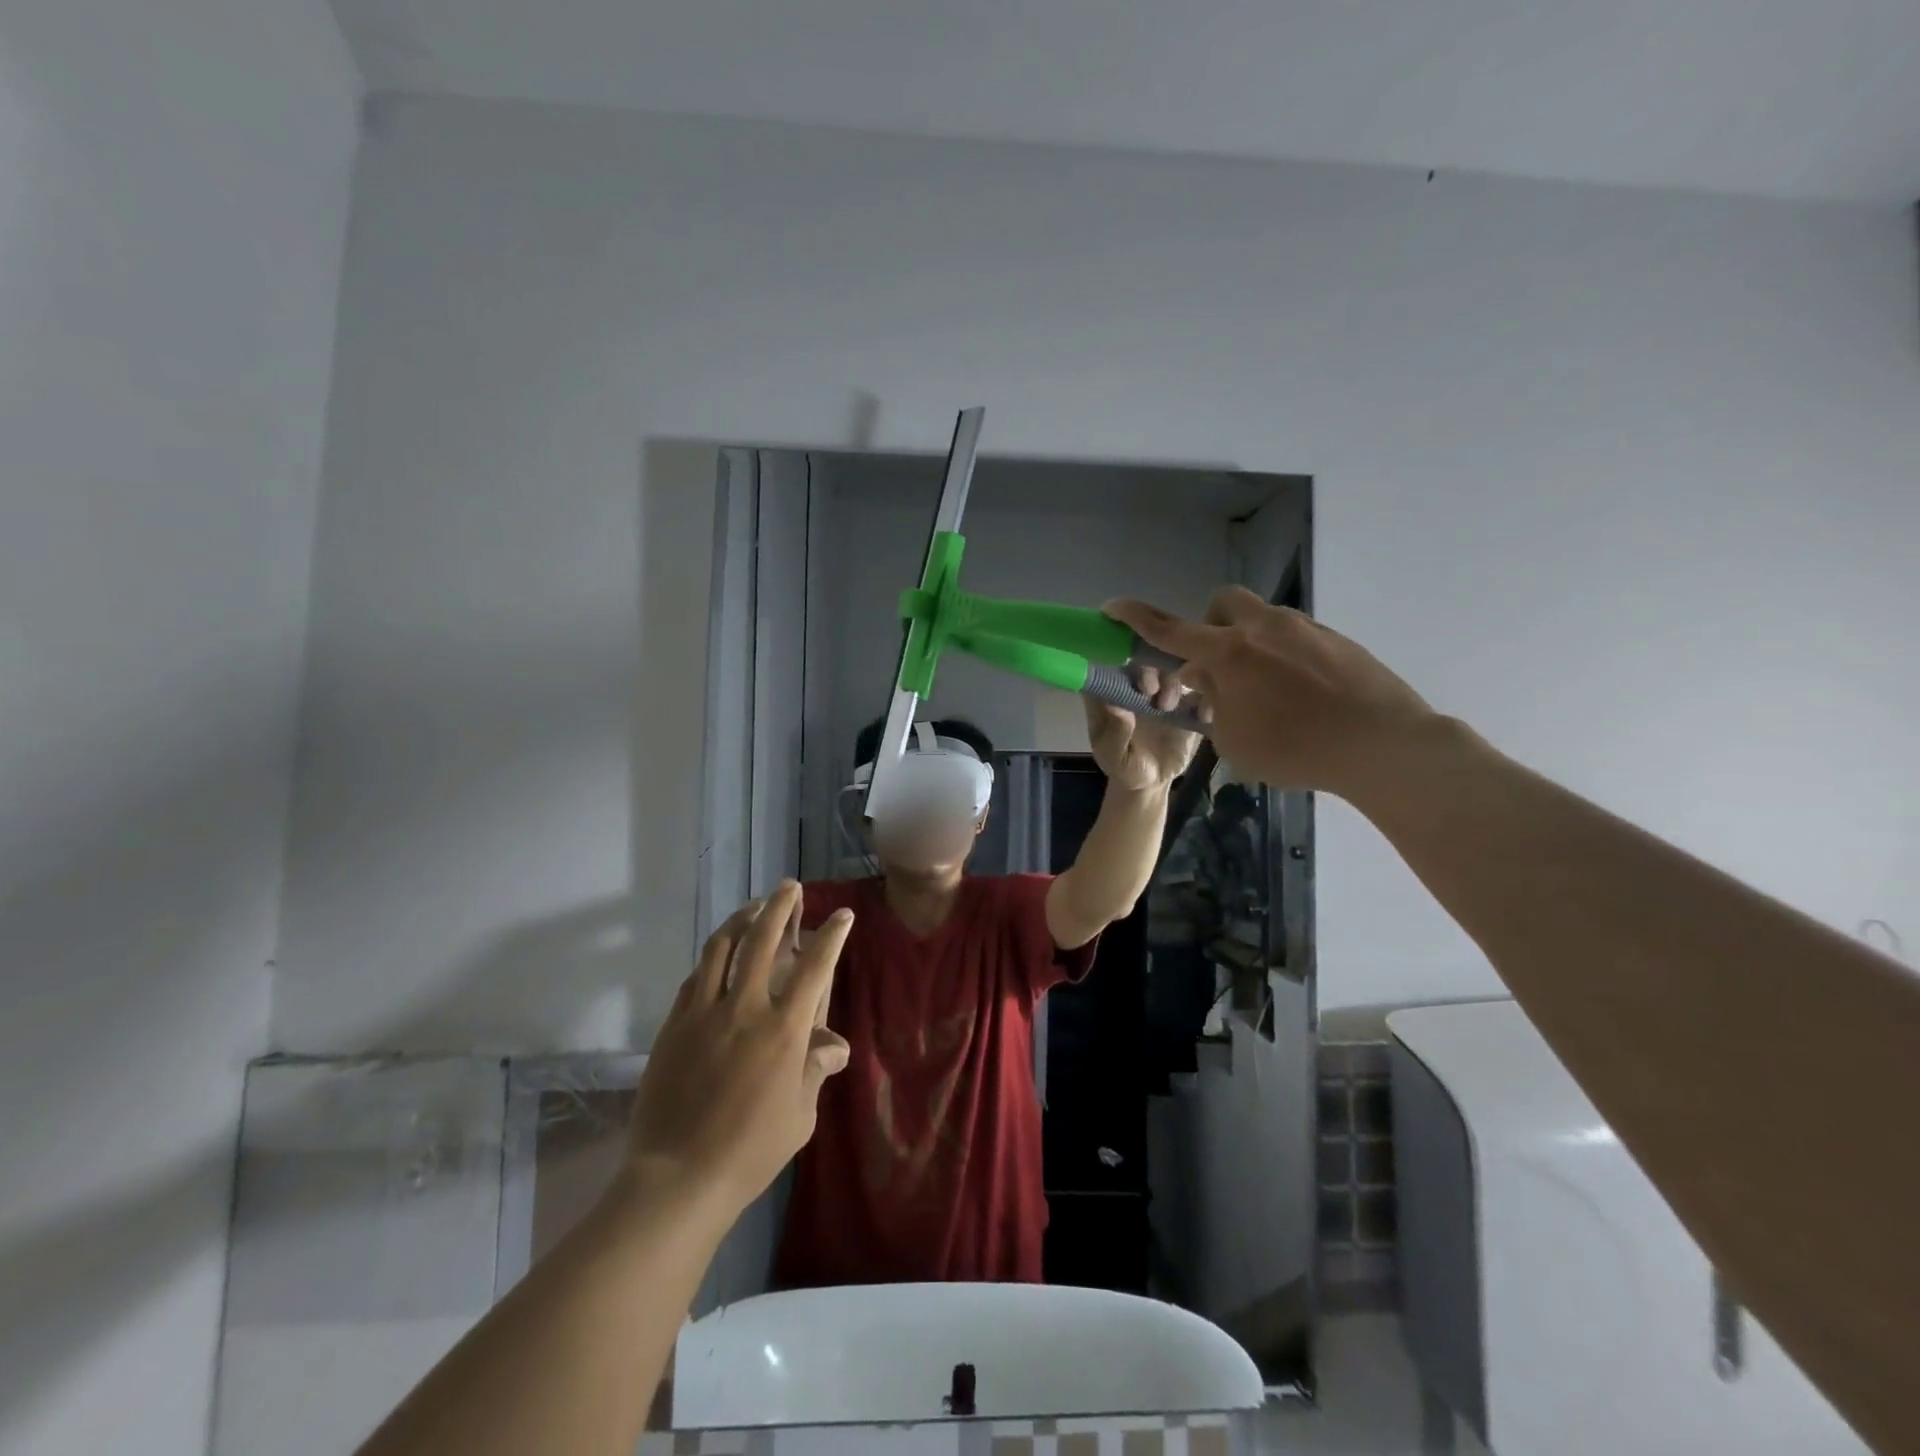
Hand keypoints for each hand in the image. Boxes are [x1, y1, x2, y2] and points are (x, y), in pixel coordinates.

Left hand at [623, 883, 852, 1212]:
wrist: (676, 1179)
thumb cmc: (750, 1152)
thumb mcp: (799, 1116)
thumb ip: (815, 1070)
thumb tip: (835, 1044)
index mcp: (782, 1029)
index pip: (814, 967)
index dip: (831, 936)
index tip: (841, 915)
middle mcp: (743, 1008)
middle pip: (761, 940)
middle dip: (779, 906)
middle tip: (788, 887)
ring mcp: (703, 1013)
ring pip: (721, 948)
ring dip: (740, 919)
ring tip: (753, 907)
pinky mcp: (673, 1026)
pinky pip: (694, 978)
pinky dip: (711, 958)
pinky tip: (717, 956)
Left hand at [1084, 664, 1200, 791]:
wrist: (1152, 781)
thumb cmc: (1123, 766)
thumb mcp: (1112, 757)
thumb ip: (1114, 734)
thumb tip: (1118, 708)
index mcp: (1112, 690)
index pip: (1113, 660)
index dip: (1121, 661)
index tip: (1131, 679)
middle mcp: (1138, 682)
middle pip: (1145, 658)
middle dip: (1149, 669)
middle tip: (1150, 691)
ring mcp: (1164, 689)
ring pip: (1174, 667)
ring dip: (1172, 681)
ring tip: (1167, 707)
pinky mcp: (1188, 700)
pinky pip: (1201, 688)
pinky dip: (1205, 695)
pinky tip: (1202, 715)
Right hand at [1104, 588, 1436, 800]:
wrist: (1385, 745)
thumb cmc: (1296, 749)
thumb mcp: (1234, 739)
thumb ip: (1212, 704)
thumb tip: (1208, 681)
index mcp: (1230, 653)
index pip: (1169, 630)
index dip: (1135, 617)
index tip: (1112, 606)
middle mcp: (1264, 628)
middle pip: (1222, 604)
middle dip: (1209, 627)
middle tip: (1216, 667)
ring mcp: (1305, 629)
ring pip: (1262, 620)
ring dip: (1248, 645)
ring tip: (1264, 693)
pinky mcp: (1337, 640)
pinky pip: (1295, 638)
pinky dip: (1282, 658)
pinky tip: (1301, 697)